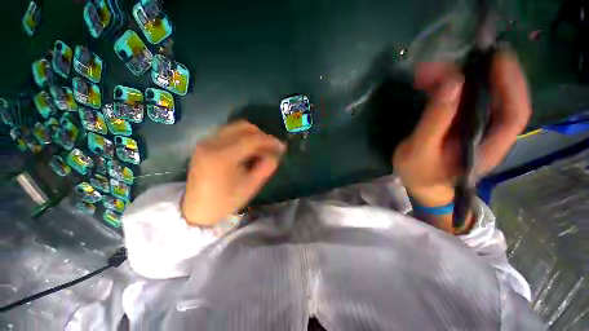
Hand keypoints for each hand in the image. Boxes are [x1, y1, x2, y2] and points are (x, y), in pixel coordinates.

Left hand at [181, 120, 285, 225]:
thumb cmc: (226, 201)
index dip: (270, 140)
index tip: (282, 146)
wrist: (197, 209)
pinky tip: (246, 149)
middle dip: (261, 135)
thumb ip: (266, 167)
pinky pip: (227, 132)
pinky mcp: (204, 144)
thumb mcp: (251, 186)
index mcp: (223, 157)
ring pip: (235, 127)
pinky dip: (241, 136)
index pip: (252, 139)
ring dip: (252, 135)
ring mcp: (206, 142)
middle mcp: (212, 143)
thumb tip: (276, 152)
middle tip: (271, 147)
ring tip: (260, 149)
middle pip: (243, 127)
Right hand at [393, 52, 530, 229]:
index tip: (496, 57)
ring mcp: (477, 127)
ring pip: (478, 94)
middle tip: (444, 64)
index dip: (511, 83)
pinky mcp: (463, 123)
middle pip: (497, 96)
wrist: (421, 184)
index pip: (513, 113)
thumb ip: (435, 121)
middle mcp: (490, 133)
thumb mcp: (420, 150)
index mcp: (486, 147)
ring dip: (456, 78)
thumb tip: (452, 83)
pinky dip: (449, 86)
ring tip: (427, 73)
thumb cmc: (419, 173)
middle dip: (475, 74)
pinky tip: (431, 83)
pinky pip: (463, 99)